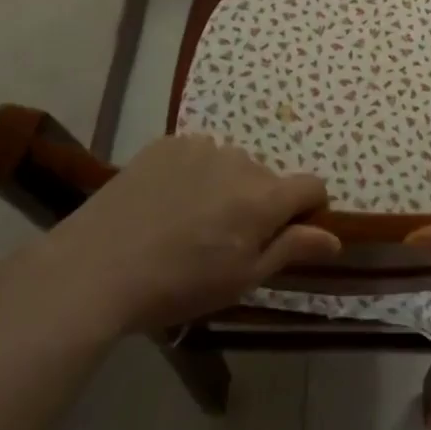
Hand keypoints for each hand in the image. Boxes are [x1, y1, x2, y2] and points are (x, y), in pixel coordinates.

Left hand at [40, 134, 340, 333]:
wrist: (95, 269)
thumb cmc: (177, 285)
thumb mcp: (241, 279)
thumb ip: (291, 249)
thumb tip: (335, 237)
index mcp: (264, 197)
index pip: (312, 186)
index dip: (310, 209)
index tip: (291, 233)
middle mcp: (240, 161)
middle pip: (267, 179)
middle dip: (259, 204)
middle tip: (224, 241)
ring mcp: (201, 147)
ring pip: (231, 165)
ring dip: (225, 187)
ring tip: (189, 222)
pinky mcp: (167, 144)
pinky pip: (197, 154)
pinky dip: (194, 174)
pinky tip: (165, 204)